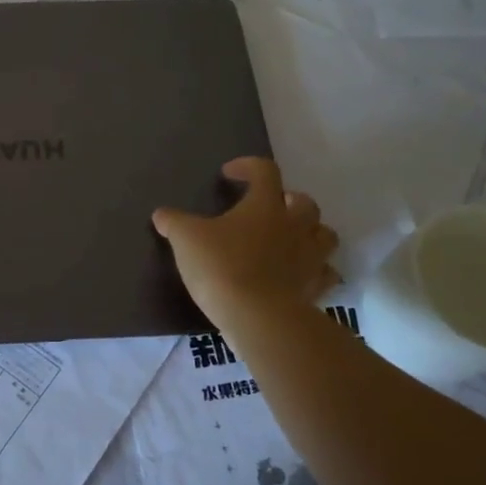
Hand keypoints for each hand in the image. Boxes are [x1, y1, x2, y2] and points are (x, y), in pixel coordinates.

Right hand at [153, 157, 338, 327]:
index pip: (265, 171)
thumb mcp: (185, 239)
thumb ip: (173, 222)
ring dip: (310, 232)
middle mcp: (294, 226)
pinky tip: (298, 275)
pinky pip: (324, 273)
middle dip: (288, 200)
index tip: (229, 174)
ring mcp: (310, 258)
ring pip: (324, 235)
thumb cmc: (221, 267)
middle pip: (305, 202)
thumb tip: (161, 214)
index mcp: (265, 205)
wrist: (258, 317)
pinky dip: (315, 271)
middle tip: (268, 208)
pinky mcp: (314, 288)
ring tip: (289, 239)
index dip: (248, 167)